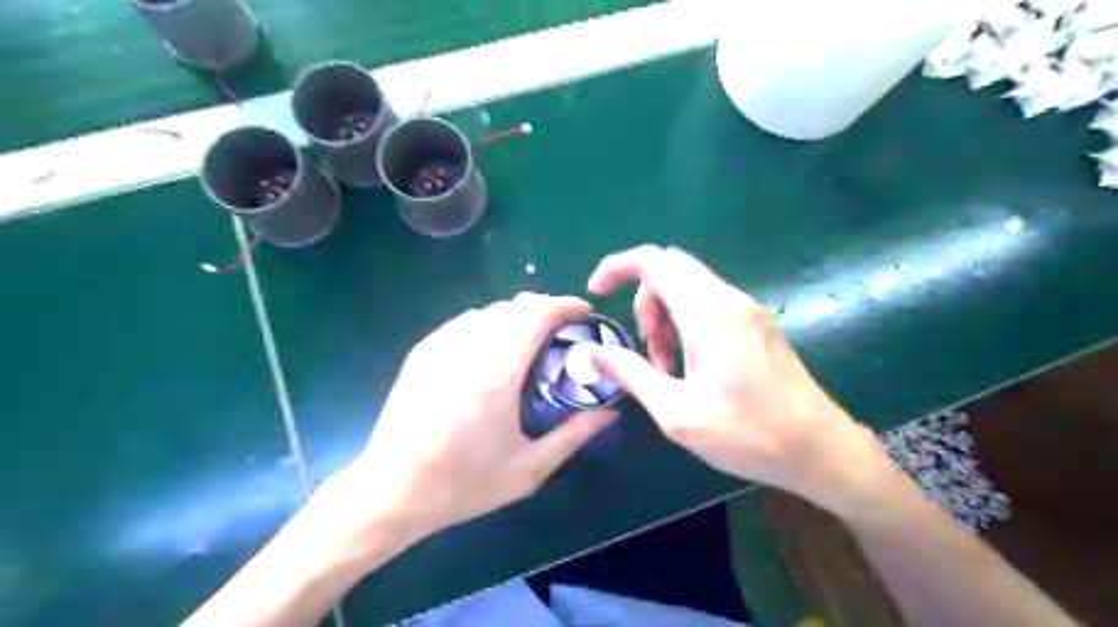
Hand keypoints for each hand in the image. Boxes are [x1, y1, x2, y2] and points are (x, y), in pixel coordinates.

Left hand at [340, 294, 620, 543]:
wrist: (391, 492)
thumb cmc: (463, 485)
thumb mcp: (528, 470)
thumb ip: (574, 435)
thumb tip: (609, 412)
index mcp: (497, 375)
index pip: (535, 314)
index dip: (564, 305)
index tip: (584, 312)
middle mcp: (467, 350)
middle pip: (514, 306)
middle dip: (544, 309)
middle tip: (561, 332)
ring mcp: (440, 347)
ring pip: (488, 311)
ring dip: (516, 317)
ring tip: (528, 343)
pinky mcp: (422, 352)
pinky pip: (464, 322)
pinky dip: (488, 325)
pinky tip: (491, 352)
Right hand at [589, 245, 896, 513]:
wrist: (821, 451)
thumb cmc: (748, 435)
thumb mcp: (677, 413)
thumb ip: (632, 375)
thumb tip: (594, 353)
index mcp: (709, 314)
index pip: (654, 261)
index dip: (618, 267)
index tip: (596, 292)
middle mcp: (729, 300)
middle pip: (669, 271)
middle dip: (644, 303)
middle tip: (645, 350)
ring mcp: (747, 310)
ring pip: (688, 288)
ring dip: (665, 317)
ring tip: (666, 368)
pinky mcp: (756, 324)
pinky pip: (708, 304)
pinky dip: (685, 324)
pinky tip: (690, 366)